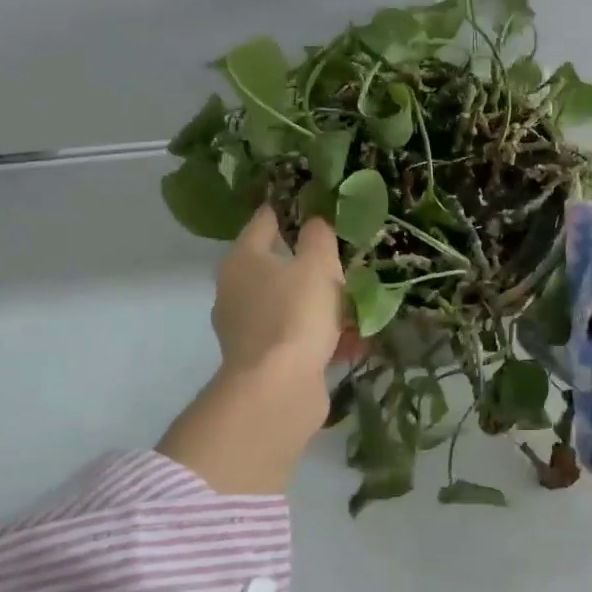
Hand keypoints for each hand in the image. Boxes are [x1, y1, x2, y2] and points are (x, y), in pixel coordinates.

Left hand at [212, 207, 349, 386]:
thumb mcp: (318, 265)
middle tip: (343, 257)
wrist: (278, 388)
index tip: (316, 203)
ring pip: (289, 303)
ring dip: (320, 303)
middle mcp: (236, 290)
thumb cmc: (295, 314)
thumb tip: (315, 219)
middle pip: (277, 265)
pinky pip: (297, 336)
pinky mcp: (262, 359)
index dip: (290, 208)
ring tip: (355, 301)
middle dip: (310, 263)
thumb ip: (319, 236)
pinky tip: (353, 339)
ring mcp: (246, 328)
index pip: (265, 220)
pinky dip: (321, 335)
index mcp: (243, 259)